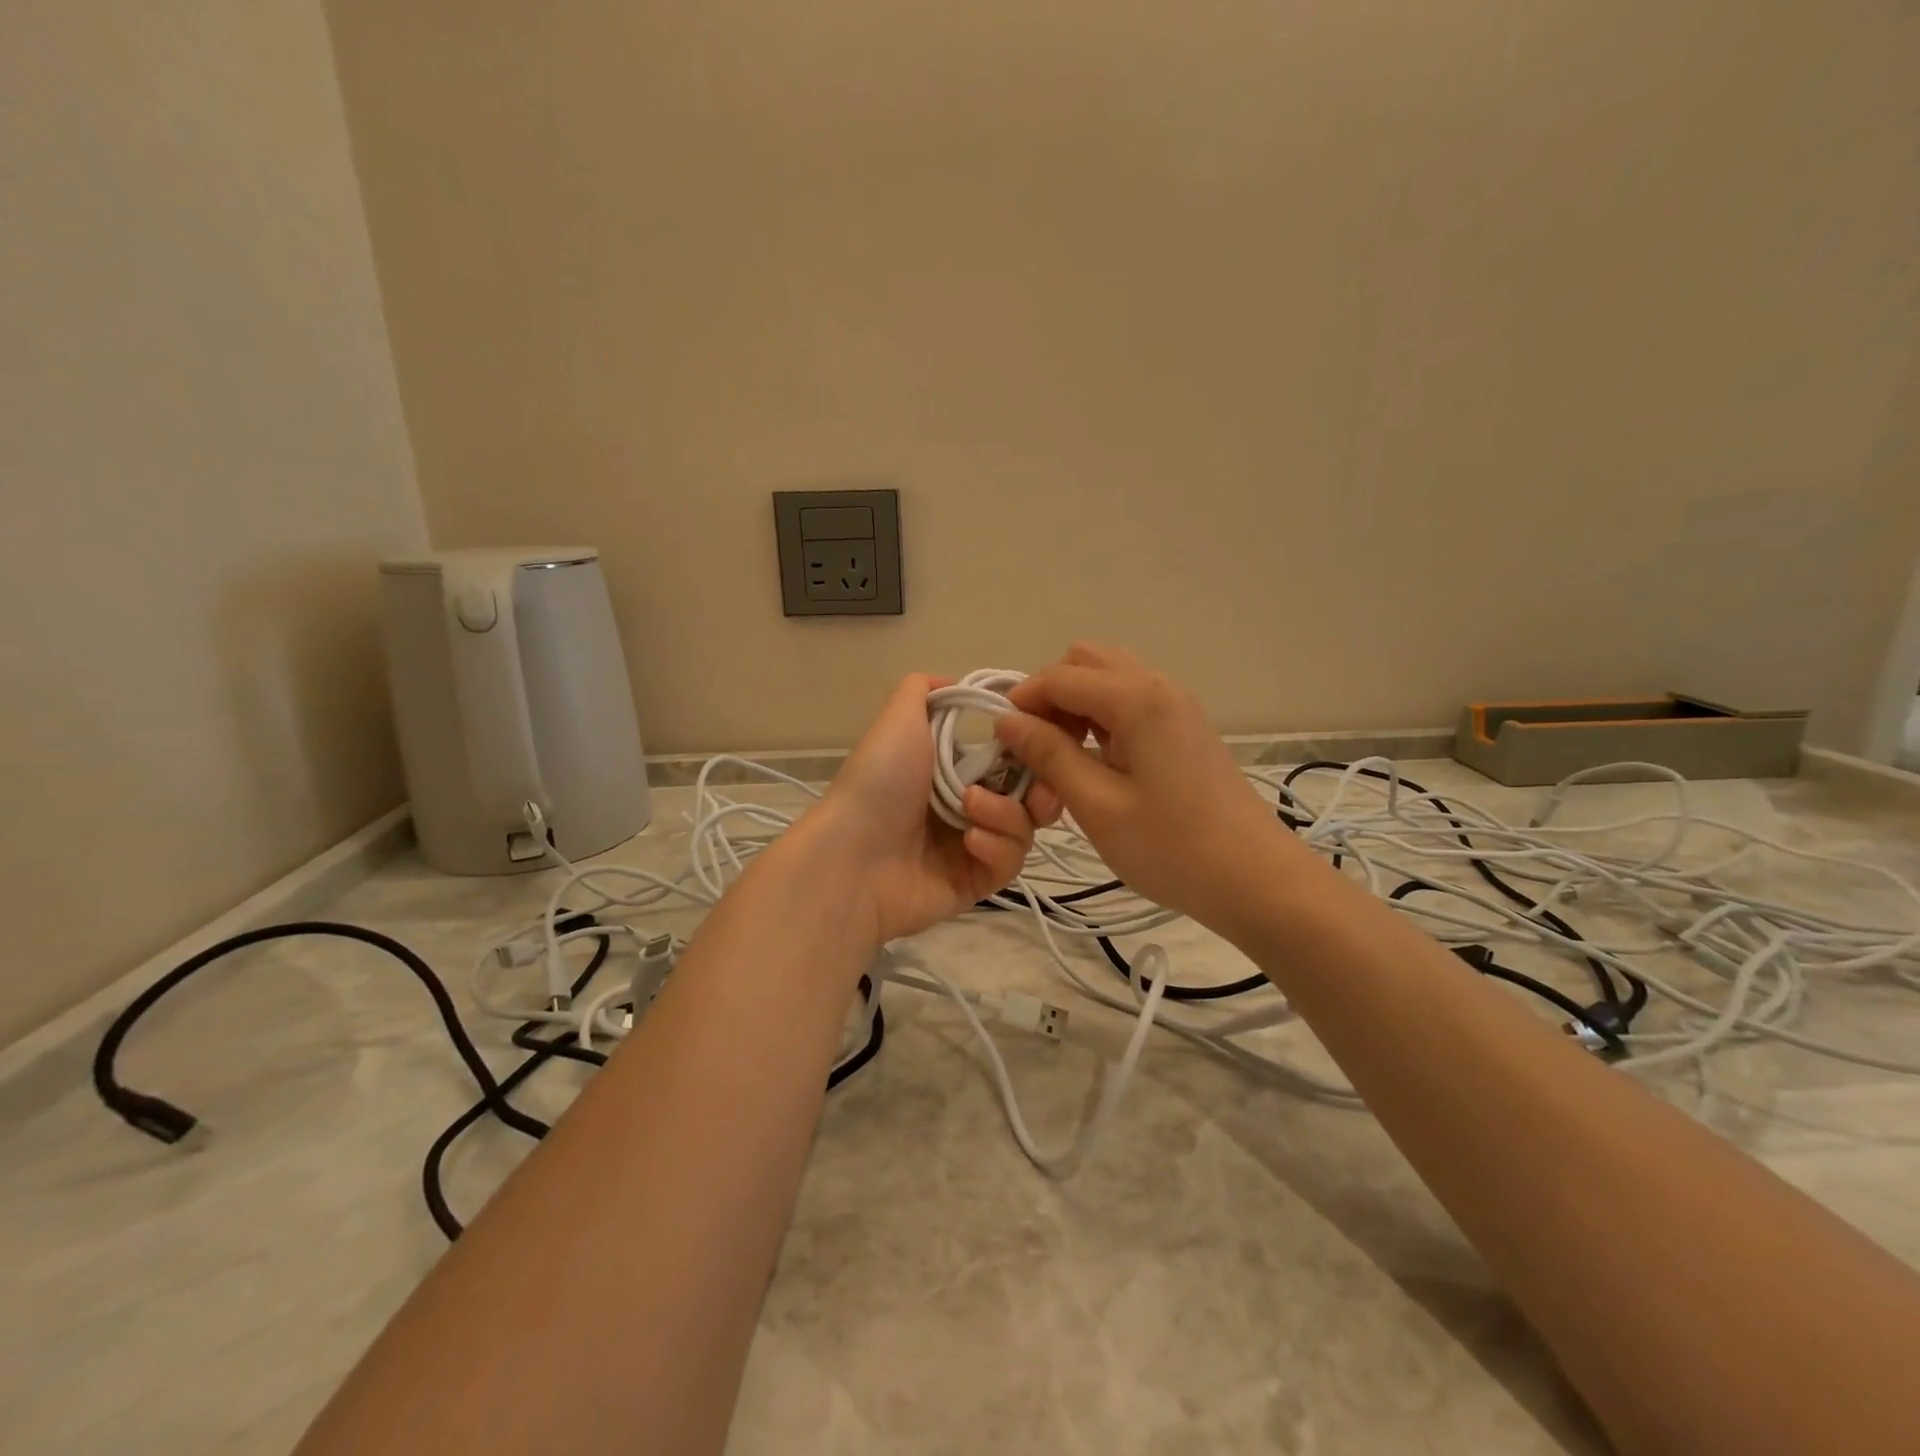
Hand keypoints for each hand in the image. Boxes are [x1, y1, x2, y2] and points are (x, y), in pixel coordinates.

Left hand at [801, 674, 1060, 944]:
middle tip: (1035, 789)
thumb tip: (957, 682)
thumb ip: (924, 689)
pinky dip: (997, 847)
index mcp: (952, 768)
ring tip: (970, 809)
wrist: (853, 855)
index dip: (1033, 749)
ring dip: (1007, 815)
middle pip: (1030, 796)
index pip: (1012, 758)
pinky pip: (1009, 864)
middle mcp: (967, 805)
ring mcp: (972, 847)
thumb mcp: (898, 718)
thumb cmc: (880, 780)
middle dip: (1040, 788)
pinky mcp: (975, 883)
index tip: (1042, 740)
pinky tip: (970, 842)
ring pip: (1024, 829)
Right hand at [993, 644, 1295, 931]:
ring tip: (1064, 761)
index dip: (1022, 702)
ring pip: (1109, 680)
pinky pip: (1131, 703)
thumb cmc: (1172, 848)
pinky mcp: (1185, 728)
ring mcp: (1177, 705)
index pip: (1060, 676)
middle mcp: (1159, 686)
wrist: (1257, 880)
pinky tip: (1097, 766)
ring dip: (1076, 707)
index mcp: (1137, 698)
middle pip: (1086, 662)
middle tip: (1037, 749)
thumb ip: (1048, 755)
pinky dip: (1101, 720)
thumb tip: (1007, 721)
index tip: (1001, 744)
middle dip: (1050, 696)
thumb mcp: (1097, 805)